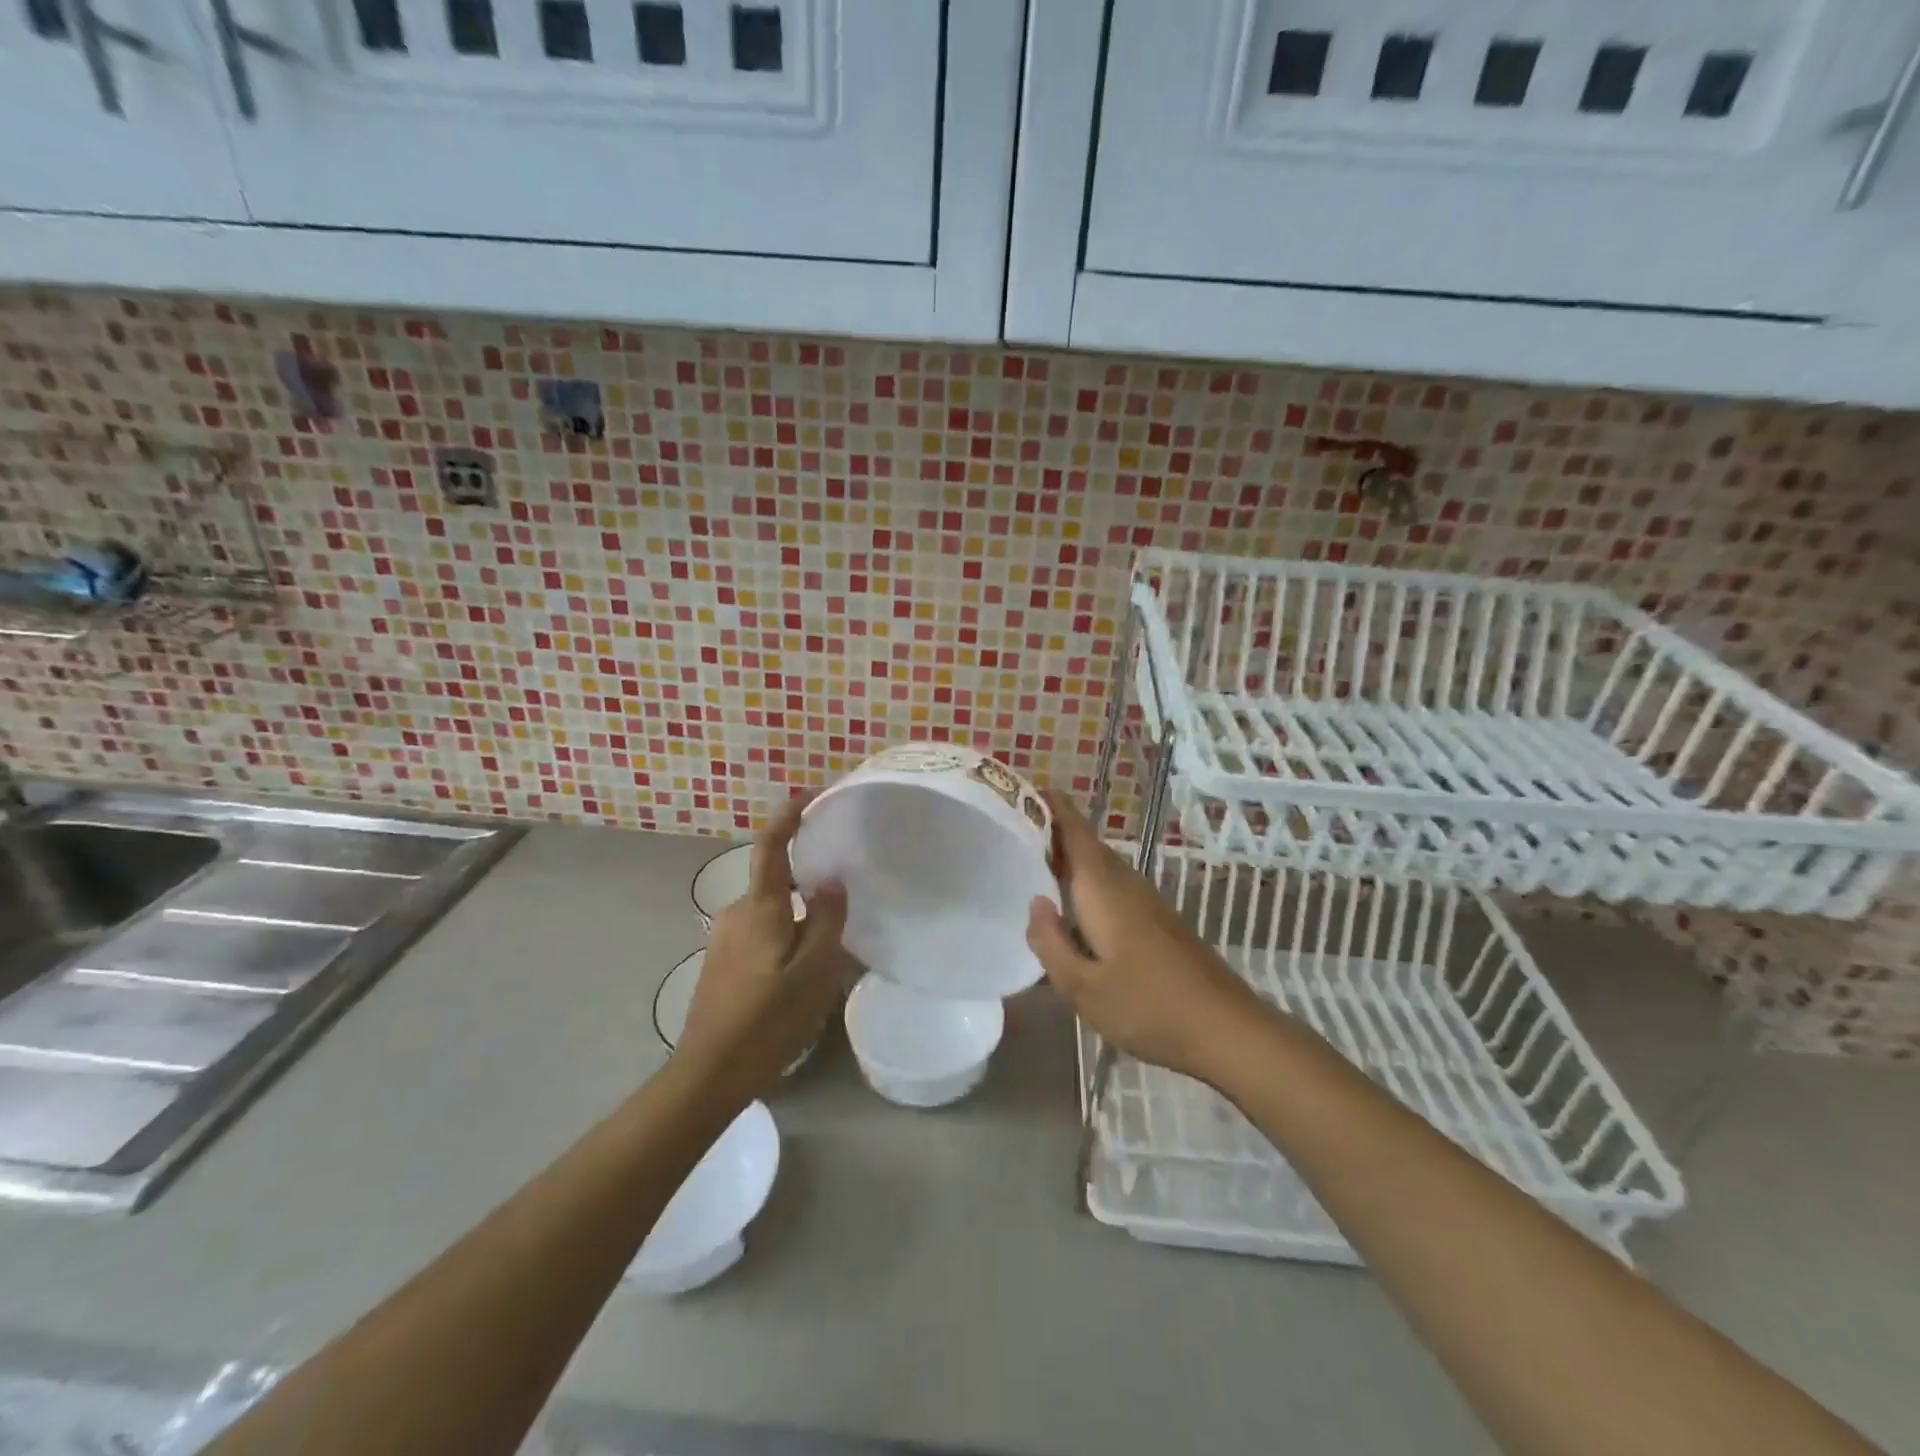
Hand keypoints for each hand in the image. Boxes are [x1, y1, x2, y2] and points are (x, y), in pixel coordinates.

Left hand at [679, 796, 853, 1101]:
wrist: (708, 1074)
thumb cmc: (768, 1021)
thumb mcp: (814, 972)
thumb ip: (827, 919)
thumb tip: (831, 879)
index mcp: (760, 908)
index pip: (771, 844)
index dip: (789, 814)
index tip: (811, 794)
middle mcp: (736, 911)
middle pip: (776, 880)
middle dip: (807, 883)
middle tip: (844, 903)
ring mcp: (724, 936)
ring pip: (770, 910)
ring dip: (797, 918)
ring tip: (828, 950)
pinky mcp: (720, 959)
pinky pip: (760, 931)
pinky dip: (783, 936)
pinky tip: (798, 972)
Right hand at [1026, 790, 1262, 1083]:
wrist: (1225, 1028)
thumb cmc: (1147, 1006)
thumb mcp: (1082, 987)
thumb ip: (1051, 944)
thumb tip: (1036, 903)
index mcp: (1102, 889)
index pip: (1074, 832)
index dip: (1052, 807)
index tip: (1027, 789)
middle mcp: (1126, 884)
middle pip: (1088, 845)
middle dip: (1056, 833)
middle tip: (1017, 833)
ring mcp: (1147, 901)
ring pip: (1102, 867)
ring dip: (1073, 859)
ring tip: (1039, 866)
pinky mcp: (1159, 921)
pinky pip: (1114, 887)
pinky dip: (1089, 884)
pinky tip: (1077, 911)